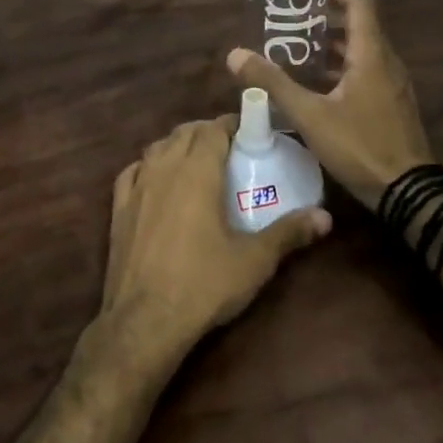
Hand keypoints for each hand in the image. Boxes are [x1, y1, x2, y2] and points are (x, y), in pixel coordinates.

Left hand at [99, 117, 329, 363]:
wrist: (146, 318)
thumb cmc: (204, 284)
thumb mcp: (254, 260)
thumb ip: (289, 233)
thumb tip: (325, 217)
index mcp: (197, 171)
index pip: (213, 129)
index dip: (231, 124)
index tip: (249, 130)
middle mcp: (164, 168)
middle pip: (185, 133)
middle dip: (207, 131)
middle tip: (229, 146)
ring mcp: (136, 186)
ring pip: (157, 148)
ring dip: (177, 145)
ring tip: (196, 159)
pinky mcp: (118, 207)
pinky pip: (132, 172)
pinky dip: (147, 166)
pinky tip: (155, 178)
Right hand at [228, 0, 432, 209]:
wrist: (408, 193)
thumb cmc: (360, 146)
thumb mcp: (309, 115)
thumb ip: (273, 83)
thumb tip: (235, 54)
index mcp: (371, 56)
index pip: (360, 4)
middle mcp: (387, 63)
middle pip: (360, 26)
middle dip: (326, 18)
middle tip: (291, 20)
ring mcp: (393, 86)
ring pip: (362, 51)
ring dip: (332, 46)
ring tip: (296, 49)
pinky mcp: (392, 105)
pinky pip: (366, 72)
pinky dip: (342, 68)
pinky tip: (316, 85)